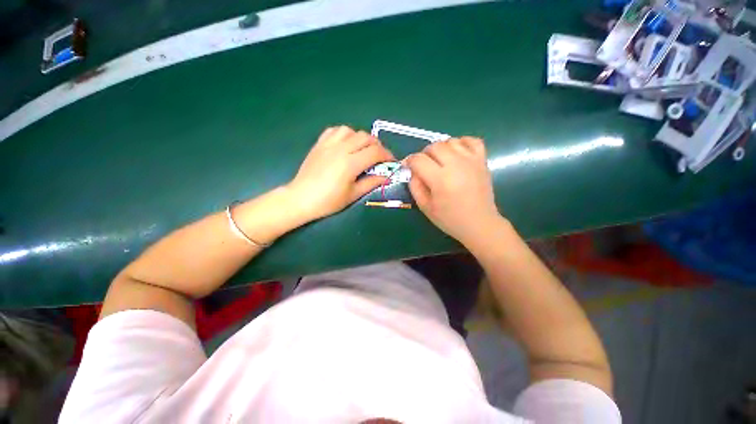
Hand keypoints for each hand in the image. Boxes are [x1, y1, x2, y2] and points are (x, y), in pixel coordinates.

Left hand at [287, 126, 394, 220]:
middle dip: (378, 146)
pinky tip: (346, 144)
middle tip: (380, 158)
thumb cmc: (328, 201)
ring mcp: (328, 144)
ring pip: (351, 130)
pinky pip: (335, 130)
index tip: (391, 162)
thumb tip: (387, 176)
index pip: (375, 152)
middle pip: (366, 138)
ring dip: (361, 138)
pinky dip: (345, 134)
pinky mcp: (319, 143)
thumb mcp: (353, 194)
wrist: (301, 198)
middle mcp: (341, 149)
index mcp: (350, 163)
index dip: (387, 156)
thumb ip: (371, 182)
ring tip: (363, 150)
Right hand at [406, 137, 502, 245]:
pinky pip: (472, 140)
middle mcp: (456, 165)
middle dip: (424, 154)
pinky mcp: (482, 161)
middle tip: (425, 166)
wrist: (479, 223)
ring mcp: (471, 161)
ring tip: (441, 161)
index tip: (408, 166)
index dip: (409, 161)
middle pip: (434, 146)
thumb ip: (415, 186)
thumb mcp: (425, 207)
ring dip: (441, 148)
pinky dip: (462, 143)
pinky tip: (457, 154)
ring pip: (451, 141)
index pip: (419, 159)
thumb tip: (413, 171)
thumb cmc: (450, 219)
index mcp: (440, 179)